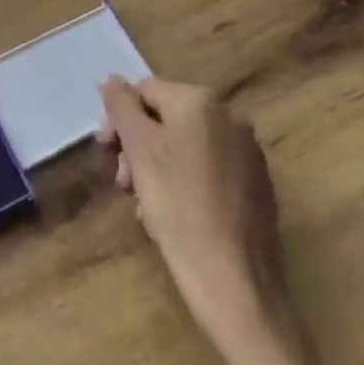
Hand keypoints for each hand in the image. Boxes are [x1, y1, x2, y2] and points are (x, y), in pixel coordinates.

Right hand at [96, 76, 290, 358]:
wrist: (237, 285)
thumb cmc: (179, 208)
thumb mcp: (139, 150)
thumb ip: (121, 106)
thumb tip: (112, 79)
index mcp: (201, 101)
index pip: (144, 91)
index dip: (119, 120)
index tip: (106, 155)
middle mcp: (230, 117)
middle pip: (166, 118)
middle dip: (138, 146)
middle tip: (123, 184)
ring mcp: (248, 153)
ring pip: (185, 146)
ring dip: (157, 168)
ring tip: (145, 206)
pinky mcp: (257, 187)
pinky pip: (208, 170)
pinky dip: (184, 183)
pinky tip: (174, 216)